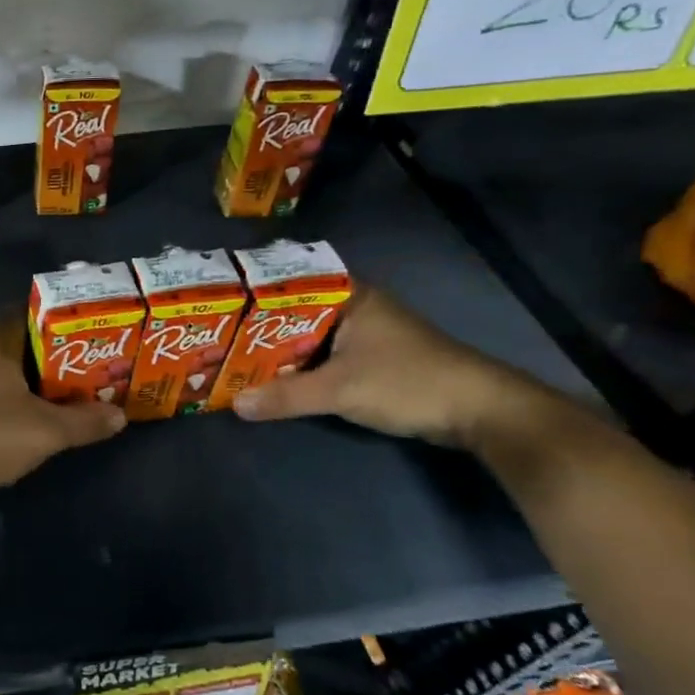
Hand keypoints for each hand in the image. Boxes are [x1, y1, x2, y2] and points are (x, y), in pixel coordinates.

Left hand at [0, 316, 125, 494]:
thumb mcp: (47, 430)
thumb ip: (85, 421)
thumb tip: (120, 416)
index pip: (25, 318)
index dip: (53, 329)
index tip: (78, 344)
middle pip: (7, 346)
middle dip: (35, 360)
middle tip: (67, 376)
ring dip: (9, 382)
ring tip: (41, 400)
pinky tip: (4, 420)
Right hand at [232, 286, 539, 447]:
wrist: (481, 412)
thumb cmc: (408, 382)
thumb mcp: (340, 390)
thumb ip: (286, 396)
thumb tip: (235, 404)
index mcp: (350, 296)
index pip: (290, 283)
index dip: (253, 293)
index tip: (217, 303)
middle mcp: (356, 307)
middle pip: (295, 312)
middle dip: (258, 326)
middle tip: (214, 334)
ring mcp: (366, 333)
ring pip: (309, 335)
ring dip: (278, 349)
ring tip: (232, 355)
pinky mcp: (373, 358)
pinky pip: (323, 354)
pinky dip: (300, 365)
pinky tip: (274, 377)